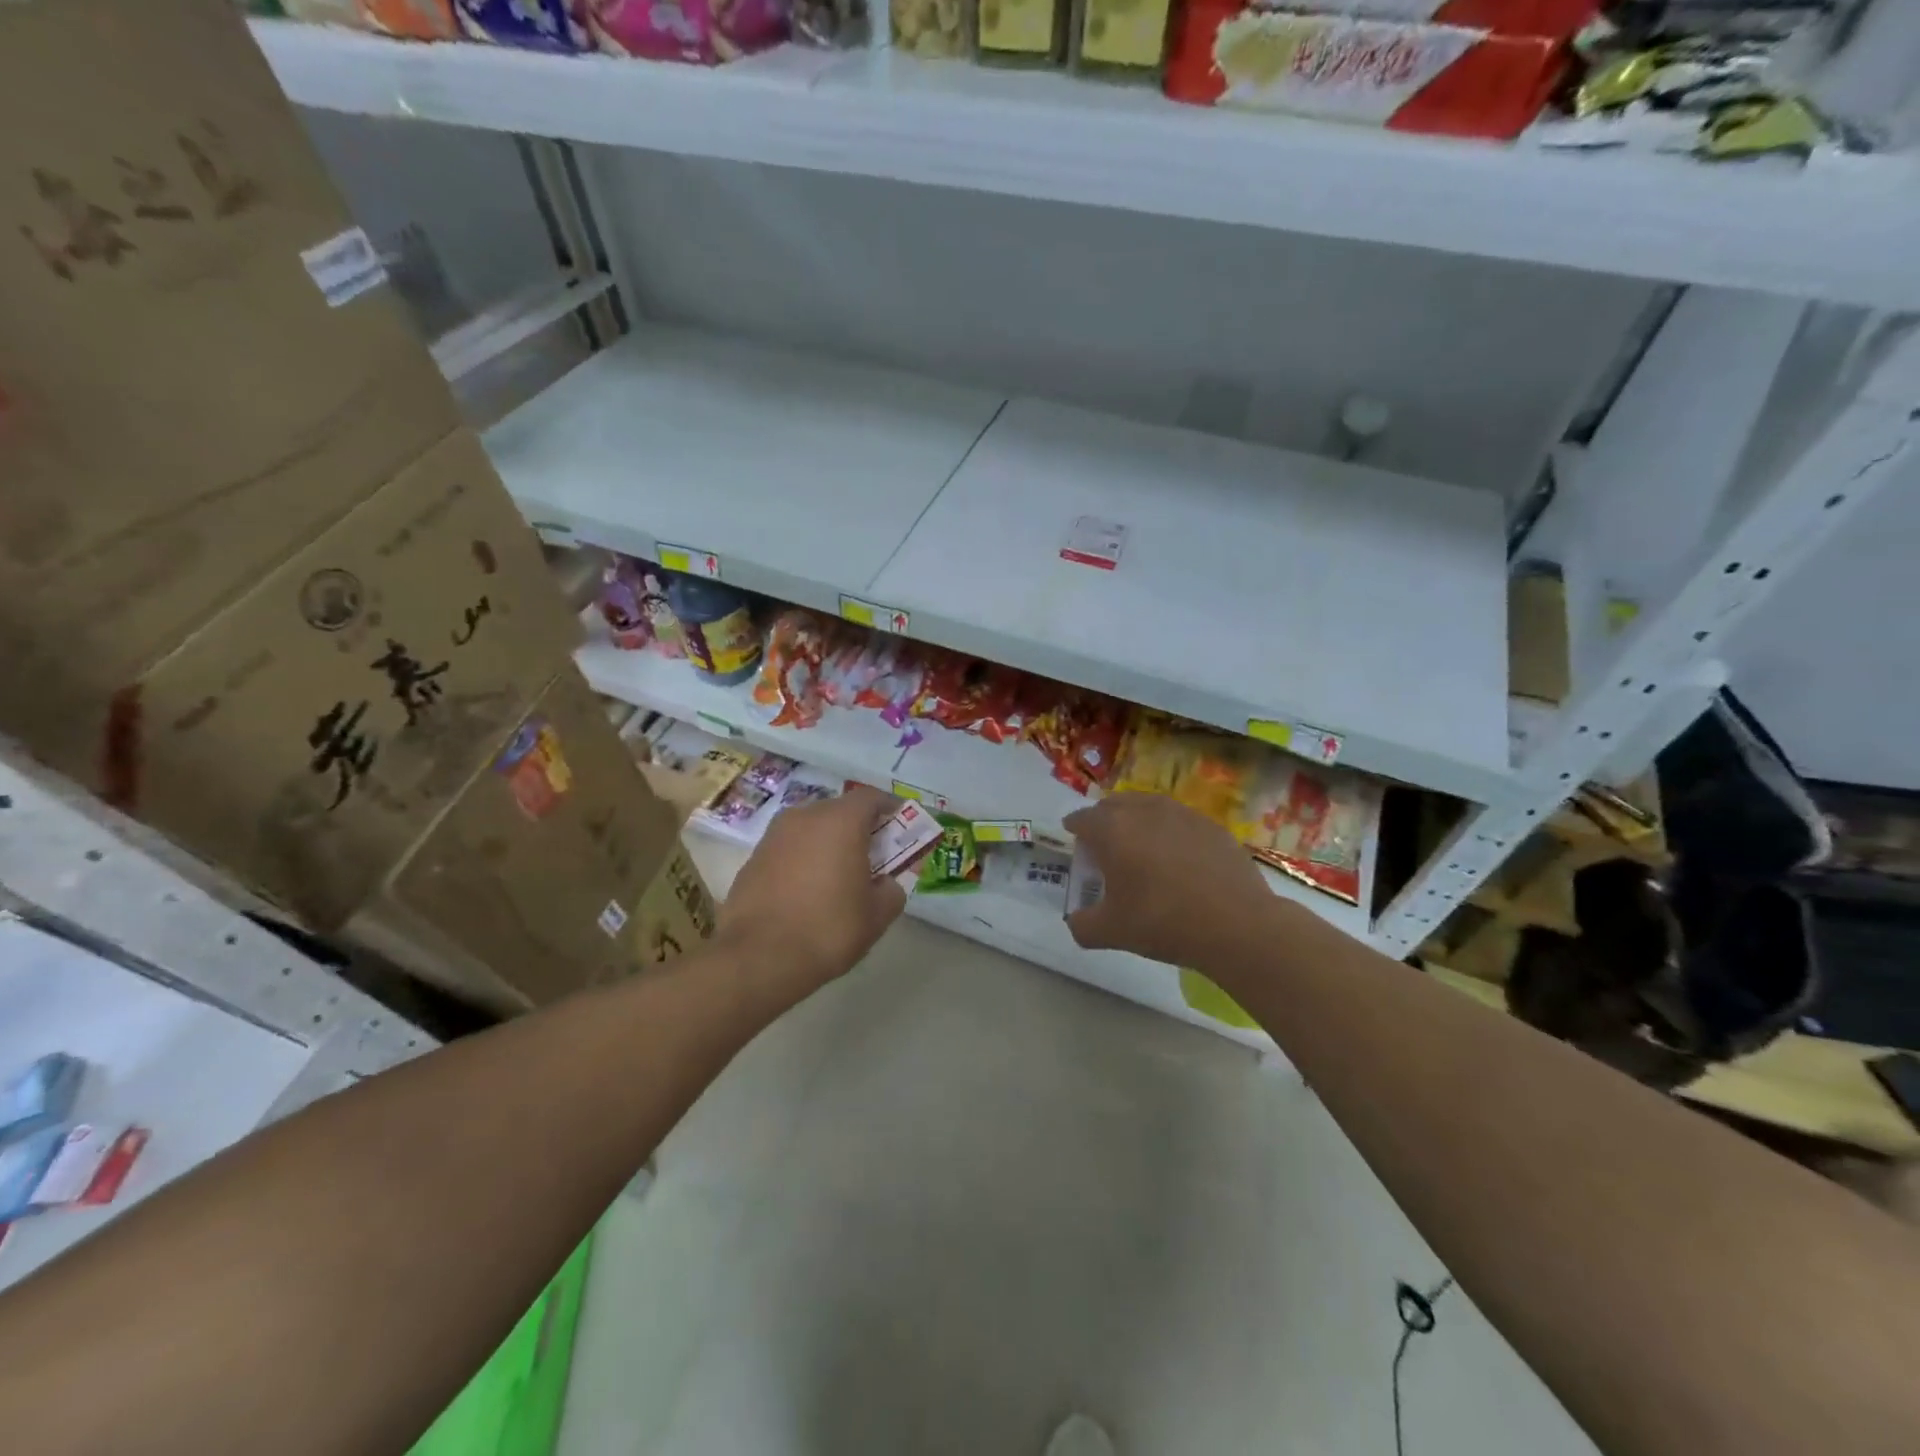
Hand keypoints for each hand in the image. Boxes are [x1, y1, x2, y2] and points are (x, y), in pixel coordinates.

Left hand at [718, 784, 908, 997]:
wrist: (759, 958)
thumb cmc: (828, 928)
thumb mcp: (877, 915)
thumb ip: (891, 891)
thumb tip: (886, 884)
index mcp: (840, 821)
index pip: (870, 797)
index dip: (888, 807)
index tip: (899, 822)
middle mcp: (805, 817)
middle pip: (839, 811)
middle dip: (858, 827)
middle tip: (871, 854)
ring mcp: (774, 836)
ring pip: (810, 829)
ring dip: (827, 843)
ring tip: (838, 874)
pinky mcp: (752, 859)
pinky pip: (788, 850)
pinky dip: (802, 860)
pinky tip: (806, 891)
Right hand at [1063, 791, 1273, 966]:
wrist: (1236, 925)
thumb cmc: (1163, 922)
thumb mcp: (1110, 933)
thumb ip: (1082, 925)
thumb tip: (1077, 922)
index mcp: (1112, 829)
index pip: (1082, 818)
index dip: (1074, 830)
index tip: (1075, 843)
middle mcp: (1144, 811)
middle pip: (1114, 805)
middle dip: (1104, 821)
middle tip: (1105, 847)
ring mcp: (1182, 814)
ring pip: (1148, 807)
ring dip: (1137, 821)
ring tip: (1141, 848)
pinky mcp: (1212, 825)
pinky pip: (1180, 821)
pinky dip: (1170, 832)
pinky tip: (1178, 859)